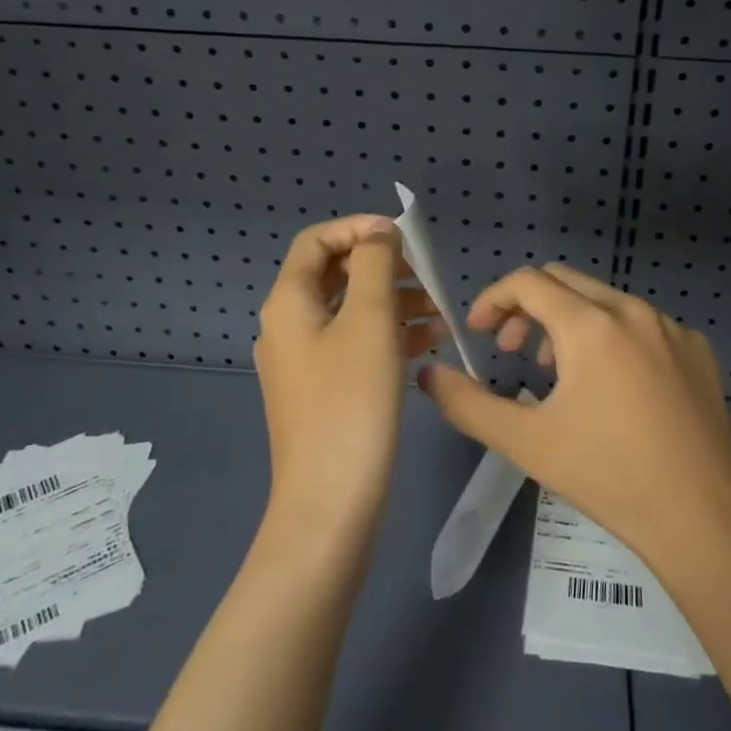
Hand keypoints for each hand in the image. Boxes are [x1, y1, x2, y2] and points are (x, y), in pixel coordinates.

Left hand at [254, 216, 443, 531]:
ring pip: (351, 312)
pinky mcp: (323, 391)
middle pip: (336, 276)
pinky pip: (356, 346)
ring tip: (442, 315)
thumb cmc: (351, 400)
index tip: (403, 238)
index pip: (316, 241)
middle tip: (428, 279)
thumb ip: (375, 264)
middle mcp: (288, 326)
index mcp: (288, 302)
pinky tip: (430, 344)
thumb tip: (378, 232)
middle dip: (385, 269)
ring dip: (395, 303)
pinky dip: (390, 336)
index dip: (358, 228)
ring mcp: (304, 362)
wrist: (331, 501)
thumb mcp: (370, 320)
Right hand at [417, 264, 730, 576]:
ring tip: (560, 374)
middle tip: (513, 351)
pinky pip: (643, 324)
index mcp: (591, 325)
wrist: (701, 516)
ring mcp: (672, 327)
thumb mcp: (526, 442)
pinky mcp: (698, 349)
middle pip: (565, 281)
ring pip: (605, 301)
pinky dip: (613, 337)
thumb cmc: (607, 475)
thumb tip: (430, 375)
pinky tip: (615, 388)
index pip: (527, 282)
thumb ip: (468, 404)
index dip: (493, 300)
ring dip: (570, 323)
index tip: (478, 333)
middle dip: (528, 308)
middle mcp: (633, 311)